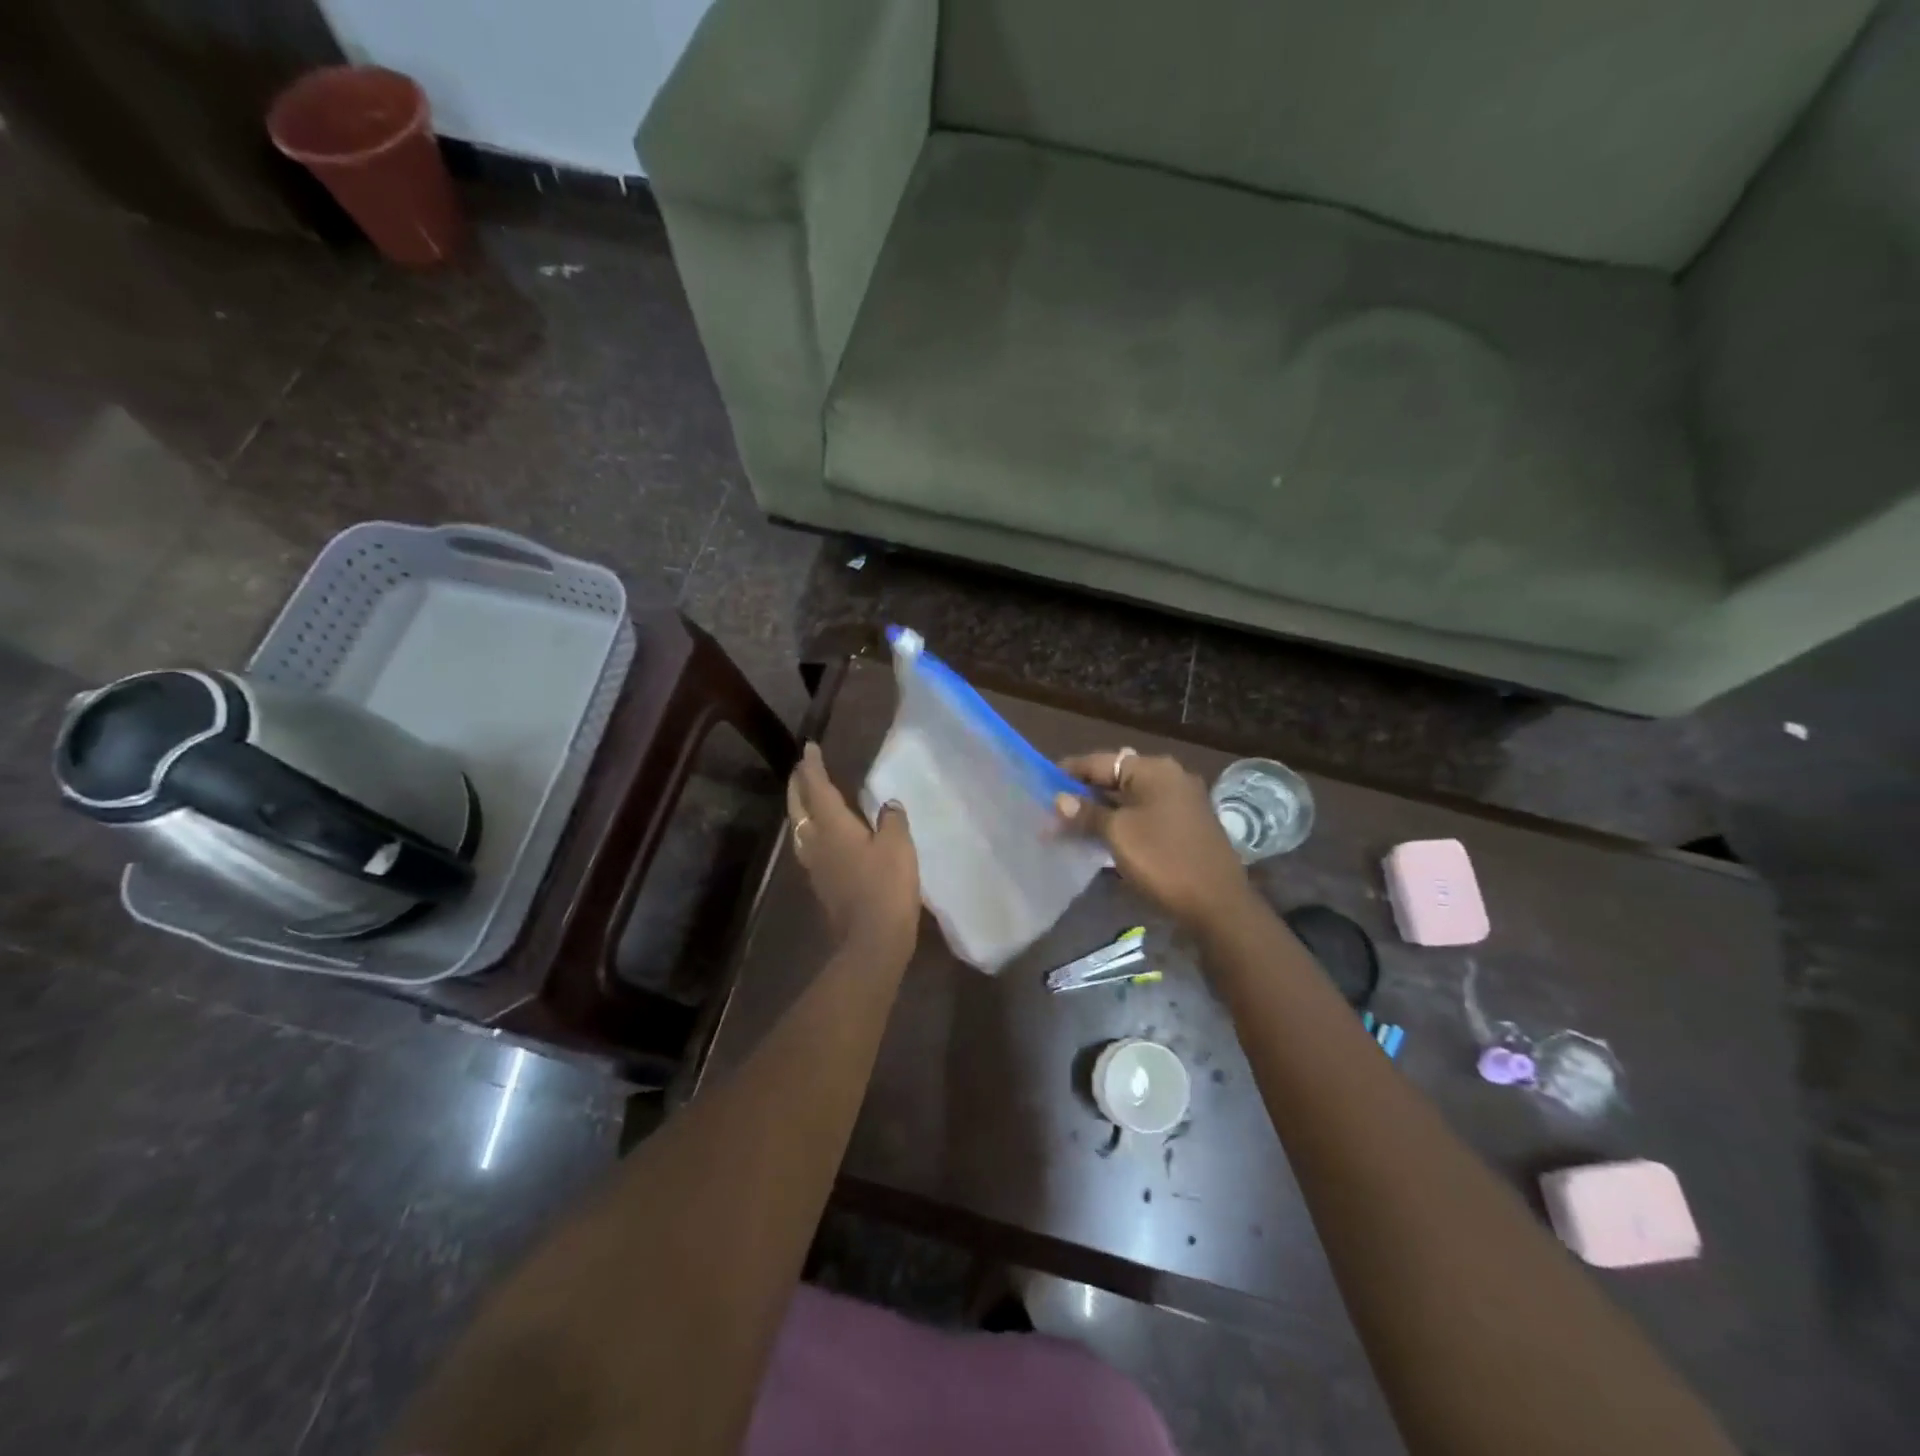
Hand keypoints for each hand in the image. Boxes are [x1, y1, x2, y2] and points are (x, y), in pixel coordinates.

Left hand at [787, 742, 918, 955]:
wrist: (872, 940)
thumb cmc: (886, 887)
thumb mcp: (898, 846)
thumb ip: (892, 820)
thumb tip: (888, 805)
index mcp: (833, 827)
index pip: (817, 788)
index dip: (813, 767)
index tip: (810, 748)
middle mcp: (817, 842)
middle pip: (800, 807)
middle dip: (798, 785)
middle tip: (802, 768)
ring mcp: (816, 866)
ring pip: (800, 828)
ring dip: (800, 807)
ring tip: (807, 796)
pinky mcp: (822, 884)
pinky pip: (809, 846)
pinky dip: (810, 830)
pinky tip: (822, 834)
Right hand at [1056, 748, 1252, 929]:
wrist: (1218, 903)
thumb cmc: (1163, 859)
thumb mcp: (1117, 834)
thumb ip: (1087, 813)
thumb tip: (1060, 799)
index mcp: (1154, 769)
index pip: (1100, 761)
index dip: (1069, 771)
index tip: (1042, 782)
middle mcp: (1170, 777)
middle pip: (1115, 777)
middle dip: (1084, 794)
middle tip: (1053, 809)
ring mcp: (1182, 801)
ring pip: (1130, 798)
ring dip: (1101, 810)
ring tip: (1070, 825)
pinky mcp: (1186, 824)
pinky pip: (1145, 814)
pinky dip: (1122, 821)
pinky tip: (1101, 836)